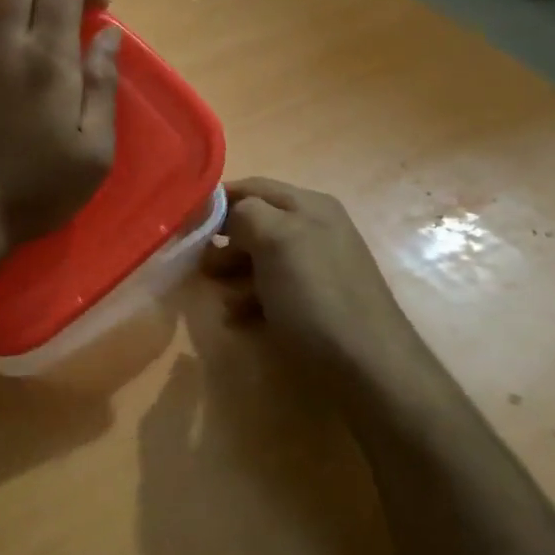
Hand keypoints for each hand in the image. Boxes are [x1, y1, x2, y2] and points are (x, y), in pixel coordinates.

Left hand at [0, 0, 121, 245]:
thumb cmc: (39, 187)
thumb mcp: (94, 149)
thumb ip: (103, 84)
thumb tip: (108, 35)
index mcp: (47, 59)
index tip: (101, 9)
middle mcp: (5, 43)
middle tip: (72, 13)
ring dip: (27, 4)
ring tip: (47, 43)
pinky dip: (7, 29)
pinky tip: (19, 69)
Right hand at [202, 178, 413, 367]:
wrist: (369, 367)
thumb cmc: (316, 295)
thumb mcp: (276, 240)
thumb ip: (245, 213)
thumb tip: (228, 214)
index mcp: (309, 204)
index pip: (252, 187)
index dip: (218, 201)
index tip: (186, 224)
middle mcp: (316, 229)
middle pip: (255, 223)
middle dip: (224, 242)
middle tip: (199, 266)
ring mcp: (318, 267)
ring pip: (261, 259)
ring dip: (234, 274)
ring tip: (218, 298)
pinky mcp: (317, 302)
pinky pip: (274, 289)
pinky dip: (251, 300)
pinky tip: (238, 319)